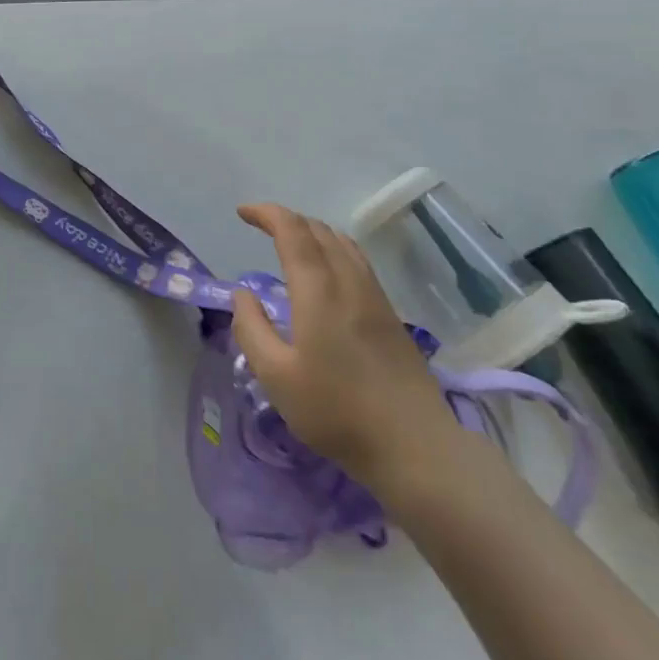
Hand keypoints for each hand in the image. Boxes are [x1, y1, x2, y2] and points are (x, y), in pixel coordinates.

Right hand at [231, 204, 461, 492]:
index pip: (292, 231)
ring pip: (343, 243)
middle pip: (319, 230)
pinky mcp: (390, 315)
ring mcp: (375, 297)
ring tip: (291, 242)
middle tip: (261, 226)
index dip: (266, 214)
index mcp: (318, 290)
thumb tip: (243, 293)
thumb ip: (251, 329)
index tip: (242, 213)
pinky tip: (327, 272)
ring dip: (312, 232)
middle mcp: (349, 282)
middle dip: (287, 219)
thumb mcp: (276, 376)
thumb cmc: (337, 411)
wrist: (415, 446)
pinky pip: (357, 261)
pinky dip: (333, 249)